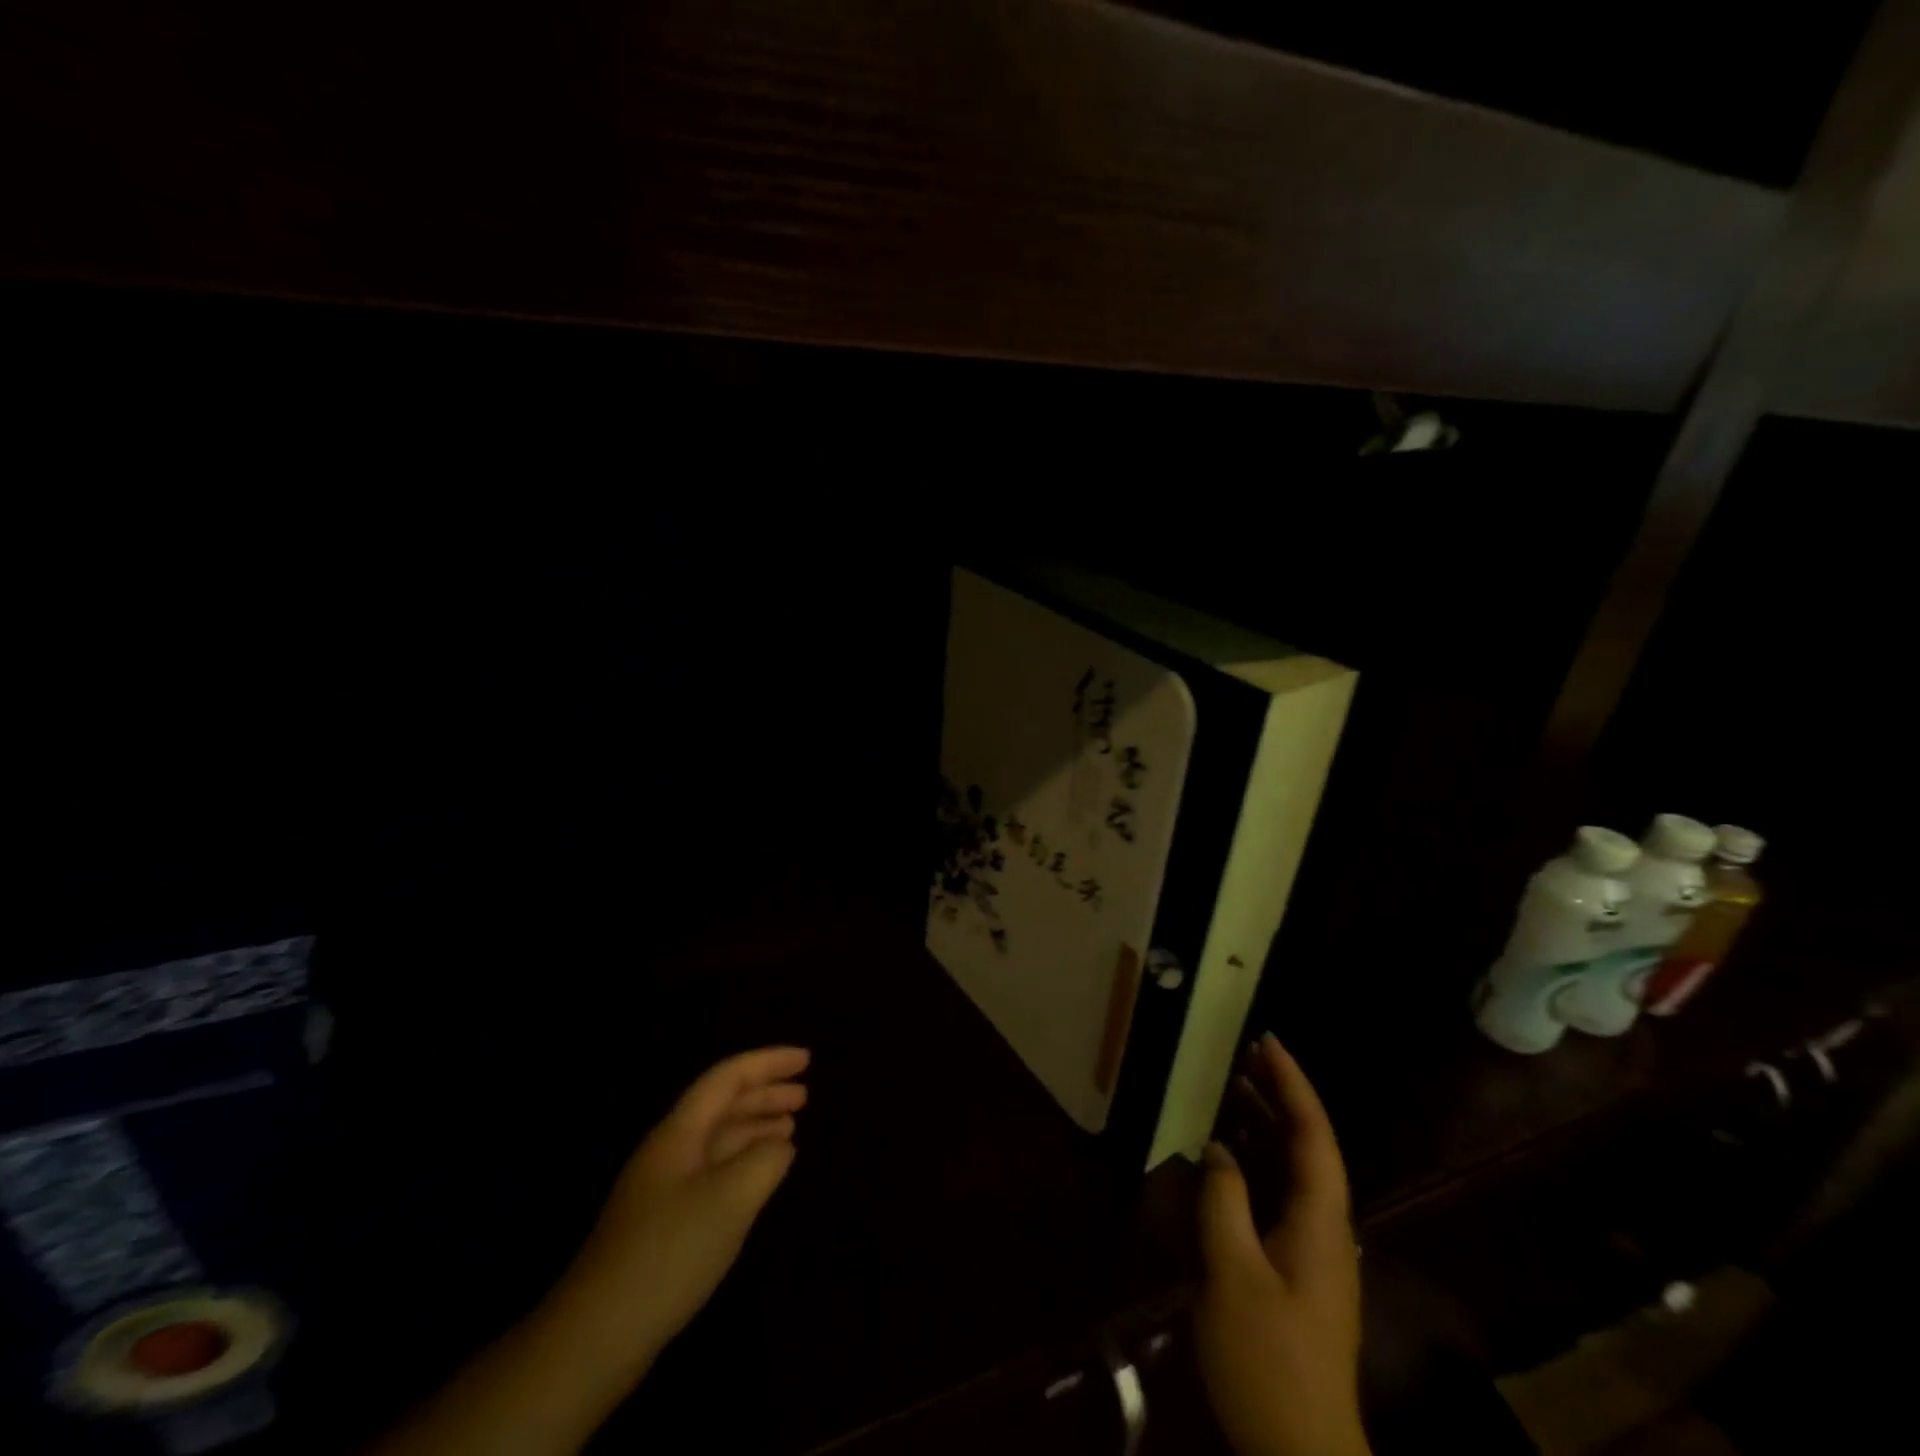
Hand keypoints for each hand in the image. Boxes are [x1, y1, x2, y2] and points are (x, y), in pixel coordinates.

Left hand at [369, 1047, 809, 1455]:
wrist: (597, 1335)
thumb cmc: (669, 1252)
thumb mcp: (731, 1198)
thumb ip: (765, 1160)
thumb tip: (781, 1145)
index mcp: (680, 1132)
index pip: (727, 1078)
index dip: (768, 1063)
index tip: (807, 1059)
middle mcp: (670, 1149)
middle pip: (722, 1104)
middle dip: (764, 1093)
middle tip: (806, 1095)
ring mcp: (664, 1186)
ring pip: (718, 1139)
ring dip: (756, 1127)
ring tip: (792, 1129)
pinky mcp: (664, 1222)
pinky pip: (714, 1170)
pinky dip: (744, 1161)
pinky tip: (761, 1176)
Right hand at [1195, 1034, 1368, 1455]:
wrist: (1301, 1455)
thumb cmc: (1268, 1361)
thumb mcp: (1232, 1276)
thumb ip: (1225, 1203)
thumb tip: (1219, 1149)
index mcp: (1321, 1224)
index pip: (1314, 1136)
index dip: (1293, 1085)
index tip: (1268, 1042)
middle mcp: (1327, 1230)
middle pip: (1310, 1147)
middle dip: (1282, 1096)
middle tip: (1246, 1053)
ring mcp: (1316, 1254)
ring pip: (1296, 1172)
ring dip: (1269, 1127)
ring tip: (1235, 1088)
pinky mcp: (1299, 1274)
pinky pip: (1282, 1197)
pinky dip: (1259, 1164)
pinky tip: (1232, 1159)